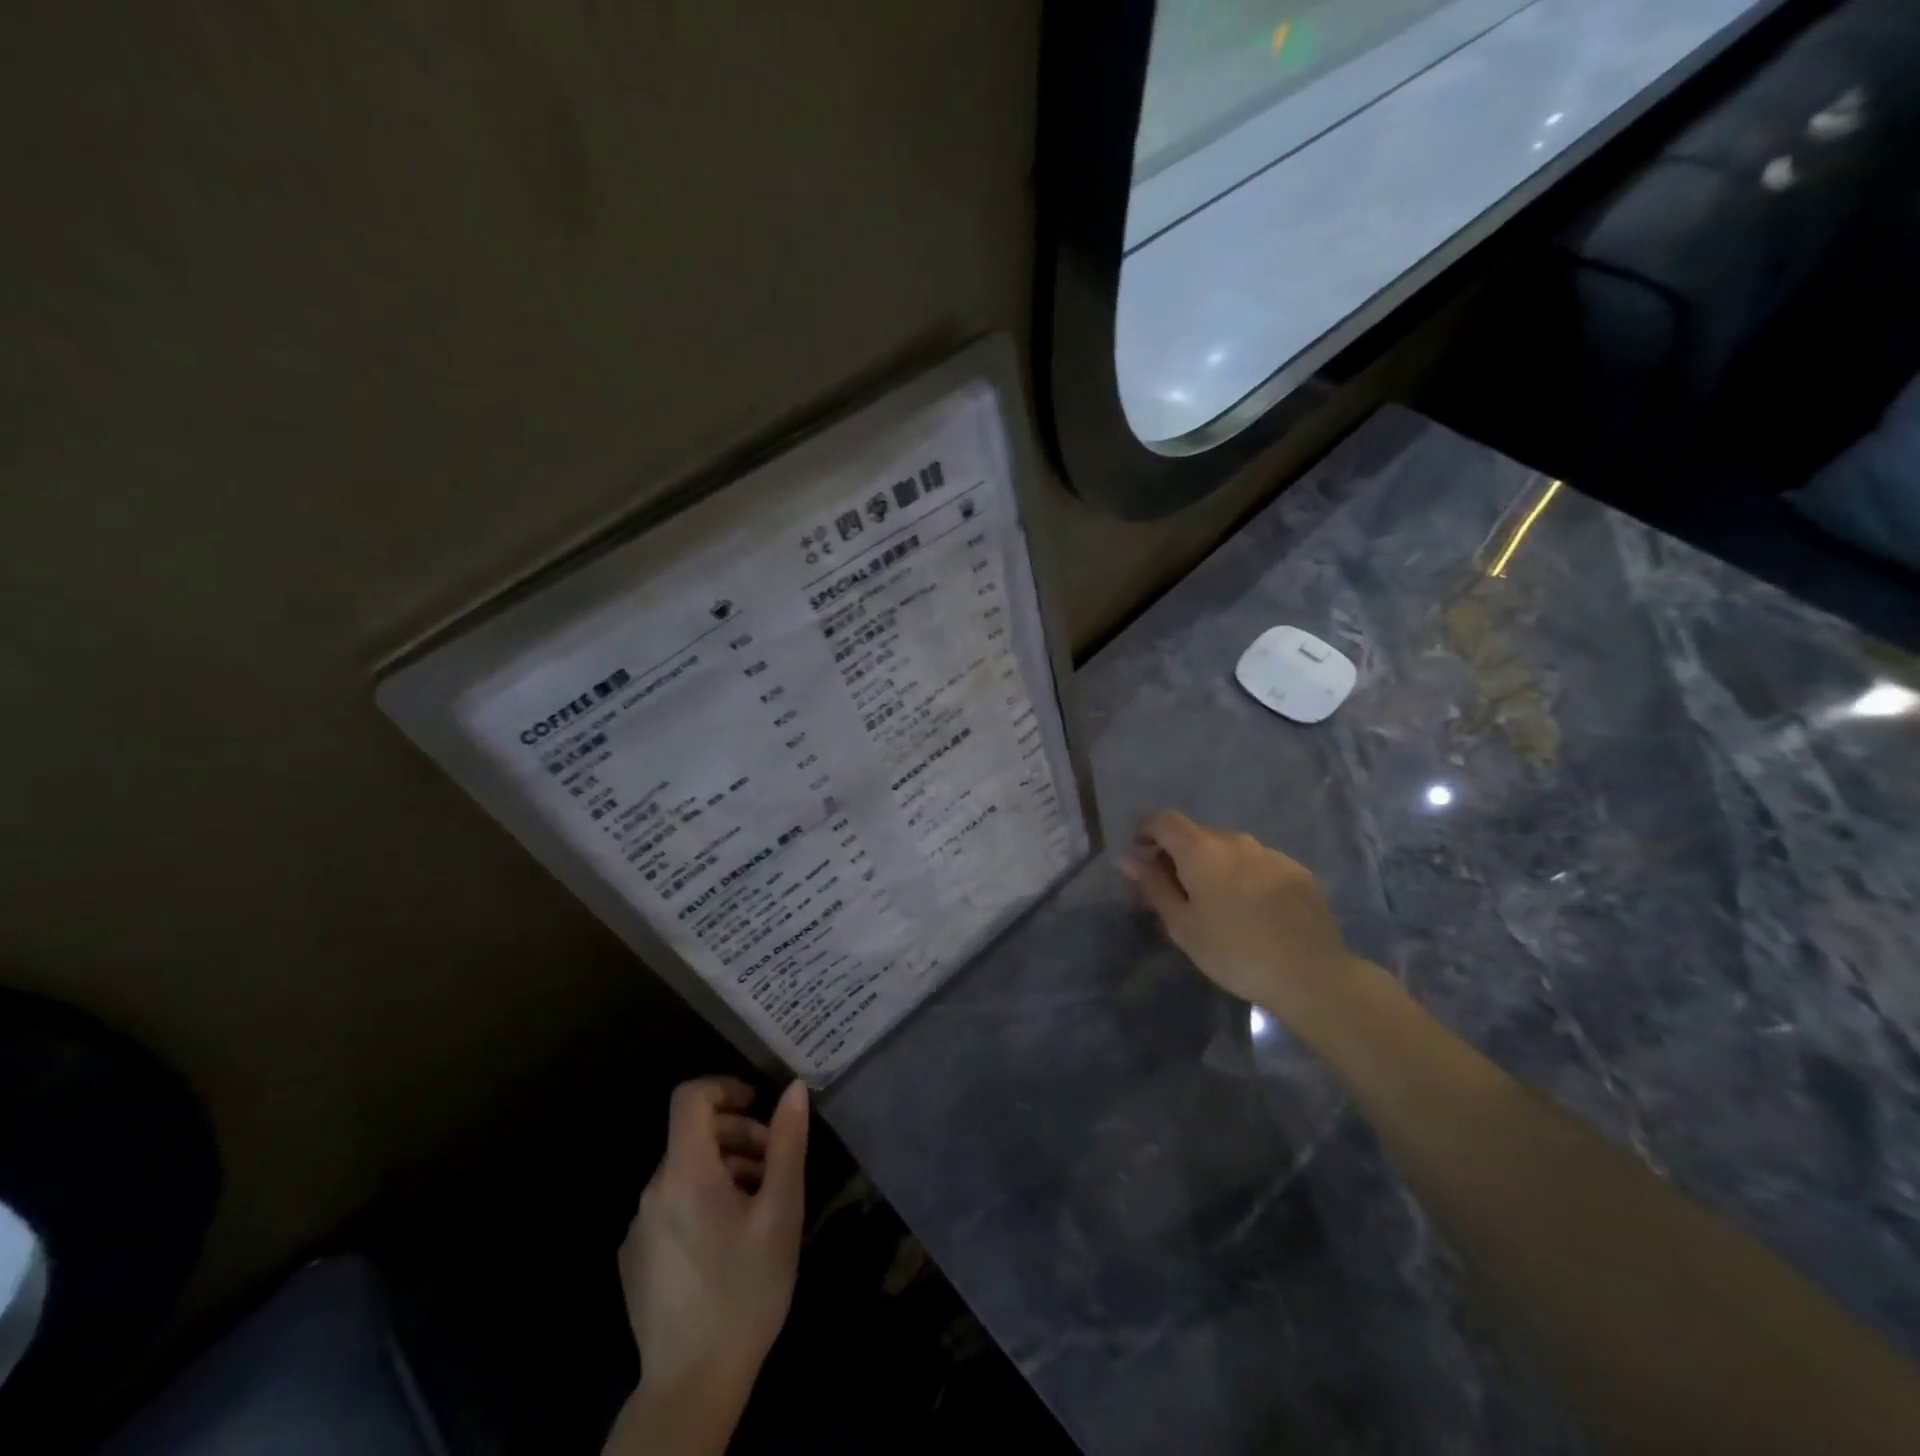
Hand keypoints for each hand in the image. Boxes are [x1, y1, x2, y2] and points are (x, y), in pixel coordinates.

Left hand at [611, 1076, 808, 1451]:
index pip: (689, 1097)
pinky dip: (701, 1201)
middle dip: (737, 1136)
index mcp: (685, 1173)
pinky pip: (670, 1206)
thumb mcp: (781, 1212)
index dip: (725, 1087)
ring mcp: (638, 1227)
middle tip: (774, 1165)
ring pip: (684, 1172)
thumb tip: (795, 1089)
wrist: (691, 1386)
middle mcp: (653, 1191)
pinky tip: (728, 1242)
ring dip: (724, 1170)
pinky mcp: (634, 1259)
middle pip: (692, 1135)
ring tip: (759, 1205)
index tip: (759, 1107)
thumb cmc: (745, 1290)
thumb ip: (787, 1144)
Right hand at [1121, 810, 1357, 1037]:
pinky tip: (1251, 911)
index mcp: (1202, 850)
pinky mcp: (1297, 871)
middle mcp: (1236, 840)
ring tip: (1215, 904)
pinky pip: (1257, 863)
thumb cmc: (1234, 951)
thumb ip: (1153, 886)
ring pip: (1229, 848)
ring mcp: (1270, 853)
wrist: (1311, 973)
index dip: (1147, 830)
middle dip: (1179, 853)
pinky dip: (1243, 876)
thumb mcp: (1182, 925)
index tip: (1141, 855)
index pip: (1165, 820)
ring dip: (1213, 865)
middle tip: (1175, 890)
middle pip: (1197, 833)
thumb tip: (1126, 859)